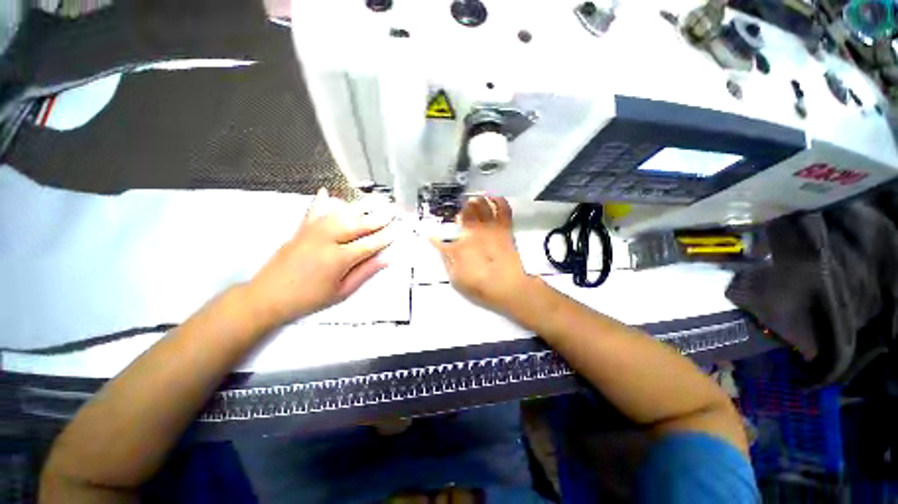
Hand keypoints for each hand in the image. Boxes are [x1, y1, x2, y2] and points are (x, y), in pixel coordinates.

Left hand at [247, 188, 395, 325]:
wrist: (268, 296)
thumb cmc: (309, 299)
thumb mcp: (341, 292)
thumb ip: (364, 273)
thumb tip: (385, 259)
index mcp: (339, 258)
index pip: (369, 244)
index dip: (385, 237)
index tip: (397, 230)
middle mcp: (327, 240)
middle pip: (357, 225)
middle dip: (377, 218)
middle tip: (391, 211)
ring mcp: (312, 232)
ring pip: (339, 214)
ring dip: (358, 208)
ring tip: (372, 202)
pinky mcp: (300, 230)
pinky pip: (312, 212)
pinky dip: (320, 202)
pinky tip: (326, 192)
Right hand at [430, 196, 531, 314]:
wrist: (508, 287)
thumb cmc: (480, 285)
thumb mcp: (456, 278)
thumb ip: (446, 260)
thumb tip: (438, 246)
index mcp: (459, 245)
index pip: (441, 238)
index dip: (433, 234)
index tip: (427, 232)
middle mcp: (473, 232)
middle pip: (465, 212)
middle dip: (461, 208)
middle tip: (460, 209)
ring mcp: (490, 228)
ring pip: (482, 206)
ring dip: (477, 201)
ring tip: (474, 199)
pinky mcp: (505, 229)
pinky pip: (503, 209)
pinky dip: (498, 201)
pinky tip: (494, 197)